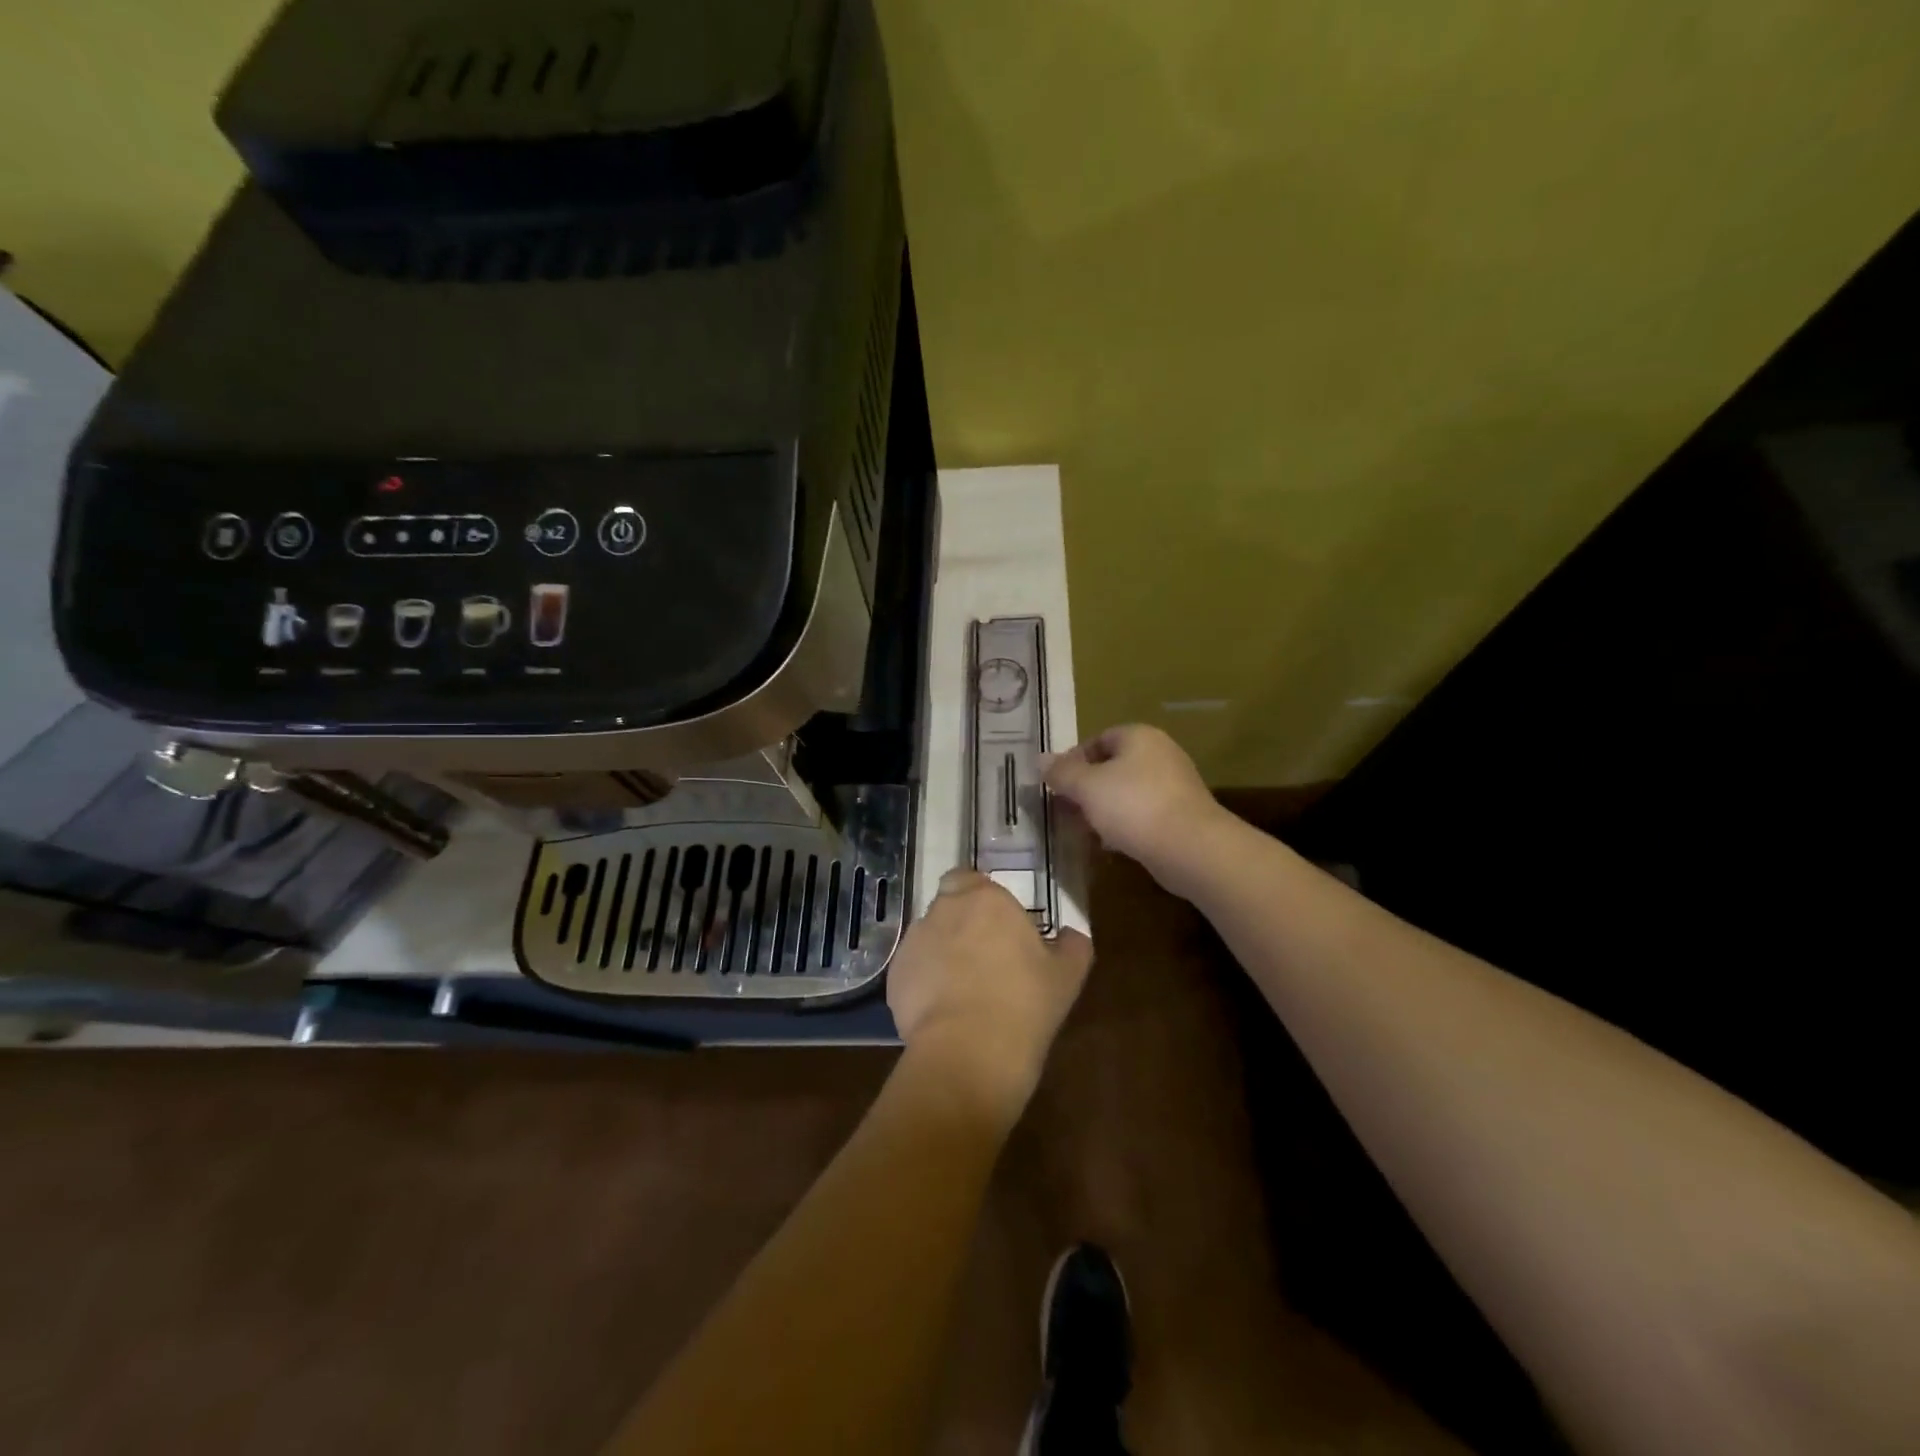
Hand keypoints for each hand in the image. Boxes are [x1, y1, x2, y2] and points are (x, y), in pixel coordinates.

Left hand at [887, 870, 1094, 1118]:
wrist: (969, 1051)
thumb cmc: (1024, 1004)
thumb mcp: (1067, 976)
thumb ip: (1072, 946)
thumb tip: (1072, 936)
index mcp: (985, 899)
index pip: (969, 877)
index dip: (979, 896)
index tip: (996, 921)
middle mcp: (944, 910)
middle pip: (948, 905)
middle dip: (961, 922)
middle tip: (985, 954)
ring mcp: (914, 942)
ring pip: (928, 936)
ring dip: (942, 951)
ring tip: (963, 988)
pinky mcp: (895, 976)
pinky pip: (913, 970)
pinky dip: (925, 982)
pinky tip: (944, 1011)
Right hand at [1042, 724, 1229, 891]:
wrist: (1191, 847)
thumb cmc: (1133, 806)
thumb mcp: (1087, 787)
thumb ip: (1062, 772)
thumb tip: (1040, 759)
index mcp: (1138, 737)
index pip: (1097, 739)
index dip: (1073, 760)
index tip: (1056, 785)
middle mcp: (1159, 754)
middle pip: (1112, 766)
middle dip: (1085, 789)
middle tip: (1066, 810)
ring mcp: (1174, 785)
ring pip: (1126, 792)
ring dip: (1103, 809)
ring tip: (1084, 830)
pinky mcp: (1181, 815)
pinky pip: (1143, 813)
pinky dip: (1124, 825)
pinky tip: (1112, 844)